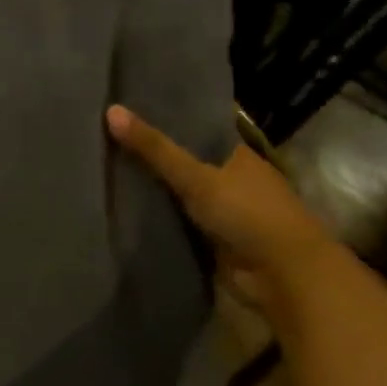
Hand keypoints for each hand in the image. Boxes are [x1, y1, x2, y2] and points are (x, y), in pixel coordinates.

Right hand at [106, 104, 334, 302]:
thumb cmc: (248, 213)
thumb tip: (111, 110)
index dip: (164, 120)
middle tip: (103, 140)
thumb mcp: (196, 176)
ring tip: (103, 171)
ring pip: (178, 195)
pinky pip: (177, 223)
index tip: (126, 112)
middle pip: (184, 163)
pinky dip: (156, 219)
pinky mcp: (213, 241)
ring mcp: (223, 212)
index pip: (195, 130)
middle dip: (151, 157)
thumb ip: (154, 149)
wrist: (283, 275)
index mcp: (236, 155)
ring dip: (151, 190)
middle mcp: (230, 179)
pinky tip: (122, 209)